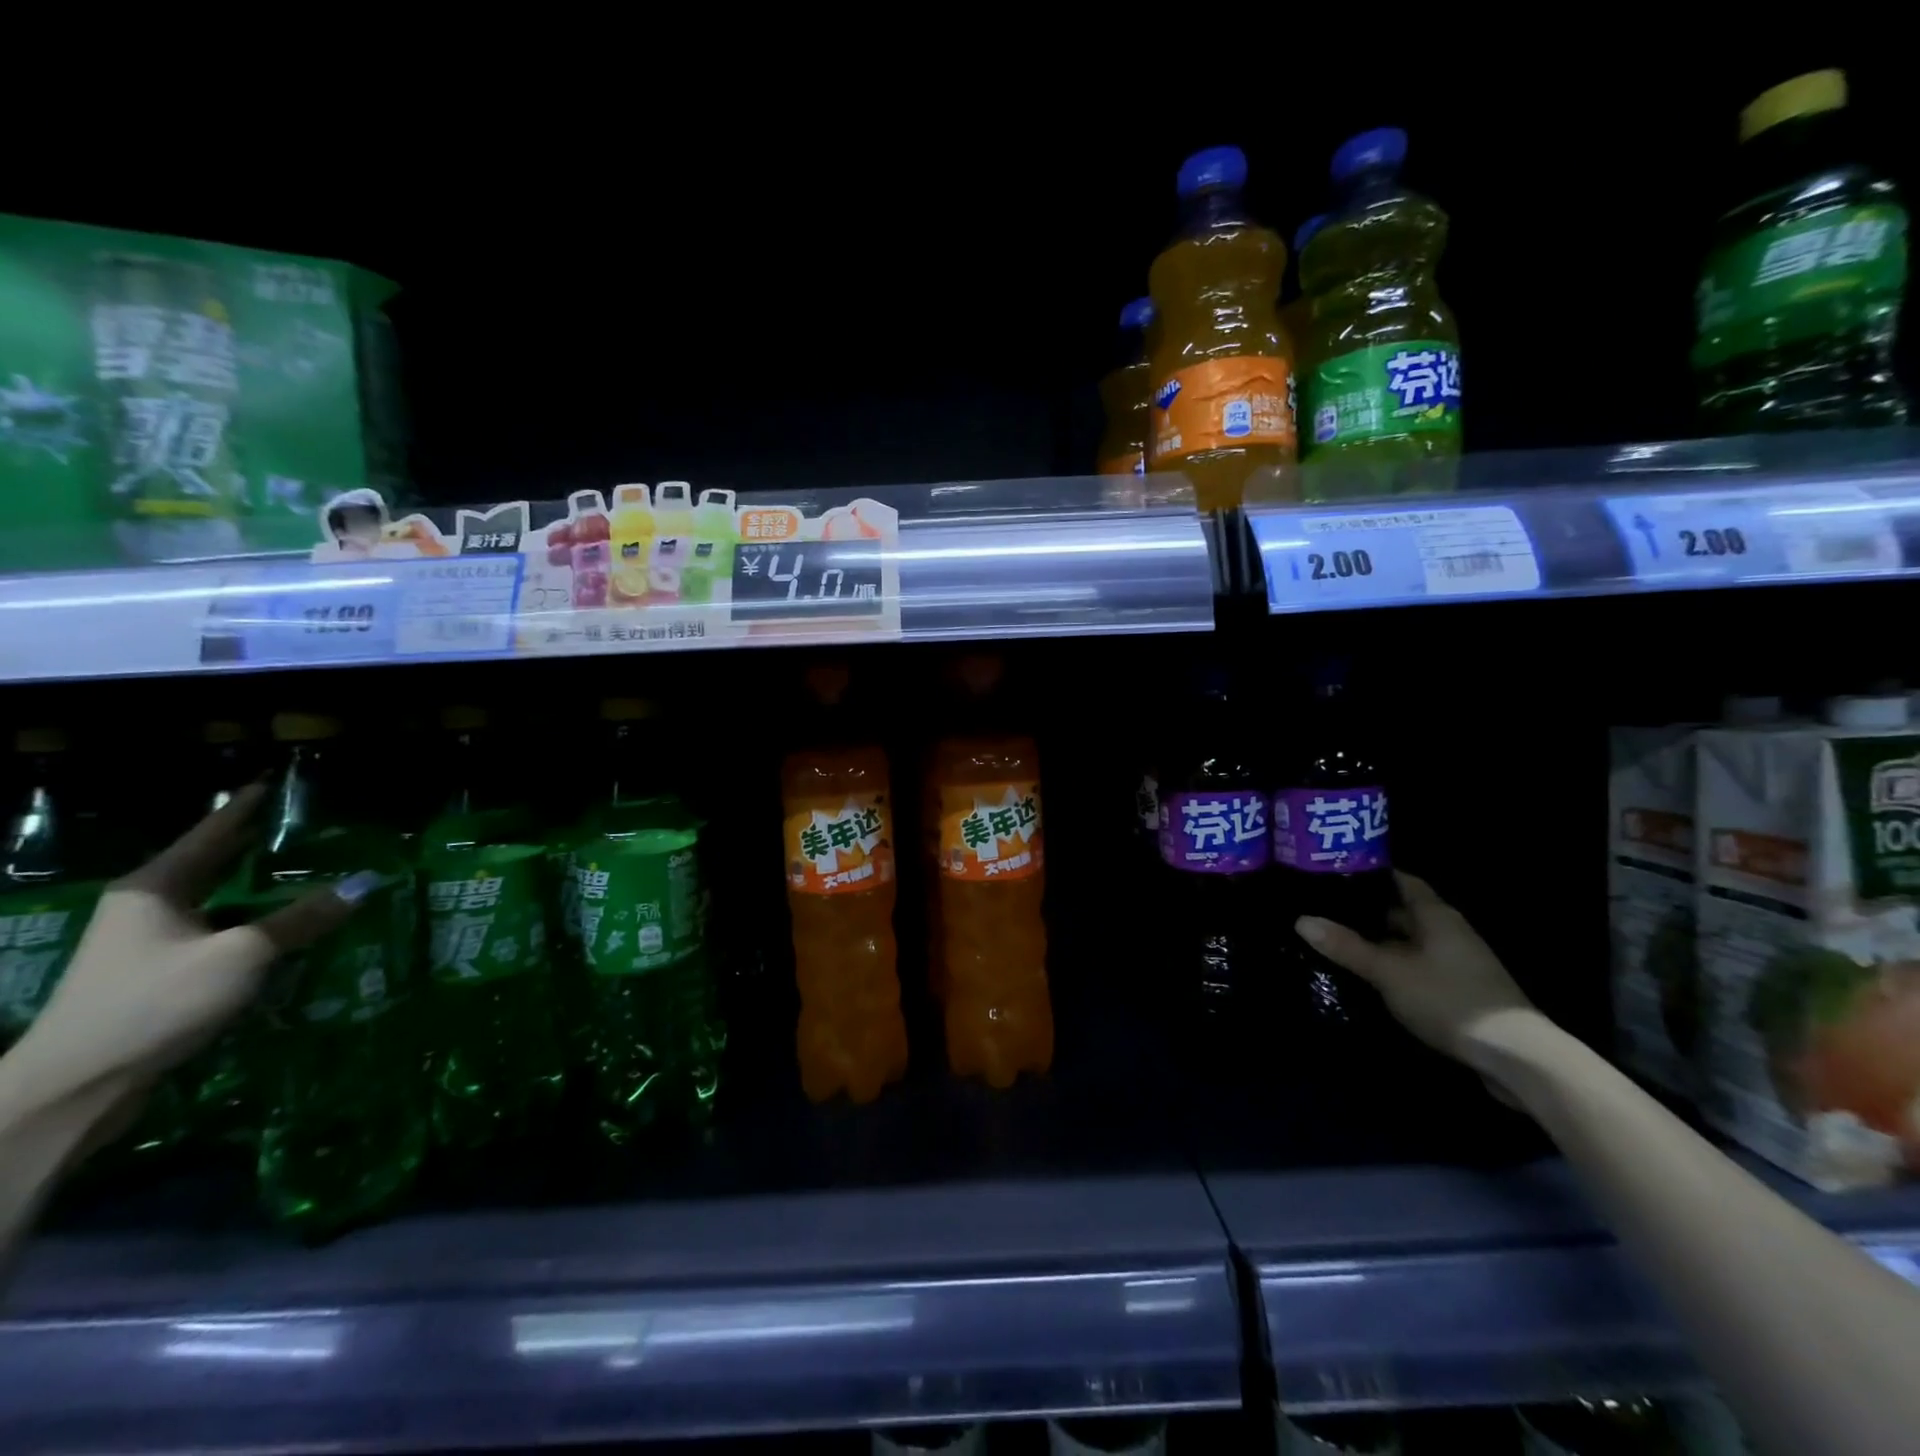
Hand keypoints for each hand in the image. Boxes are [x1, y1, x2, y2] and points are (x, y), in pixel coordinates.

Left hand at [6, 784, 371, 1111]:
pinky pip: (219, 933)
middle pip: (216, 865)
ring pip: (220, 902)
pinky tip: (289, 927)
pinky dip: (255, 925)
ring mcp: (148, 943)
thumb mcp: (241, 955)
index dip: (247, 806)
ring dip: (263, 891)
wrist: (77, 1087)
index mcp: (156, 887)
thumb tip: (367, 882)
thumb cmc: (155, 1003)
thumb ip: (303, 919)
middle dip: (261, 848)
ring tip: (315, 874)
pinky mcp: (159, 974)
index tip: (279, 783)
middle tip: (314, 829)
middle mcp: (148, 906)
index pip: (212, 831)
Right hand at [1294, 871, 1536, 1064]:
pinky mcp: (1460, 991)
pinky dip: (1394, 966)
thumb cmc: (1449, 999)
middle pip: (1404, 911)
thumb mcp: (1388, 972)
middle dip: (1367, 910)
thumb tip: (1300, 919)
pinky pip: (1418, 967)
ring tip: (1337, 941)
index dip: (1371, 874)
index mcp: (1436, 916)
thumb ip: (1346, 946)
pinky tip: (1370, 976)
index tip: (1333, 872)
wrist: (1516, 1057)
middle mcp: (1449, 932)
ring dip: (1380, 941)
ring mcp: (1458, 963)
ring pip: (1410, 942)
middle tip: (1324, 909)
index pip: (1402, 881)